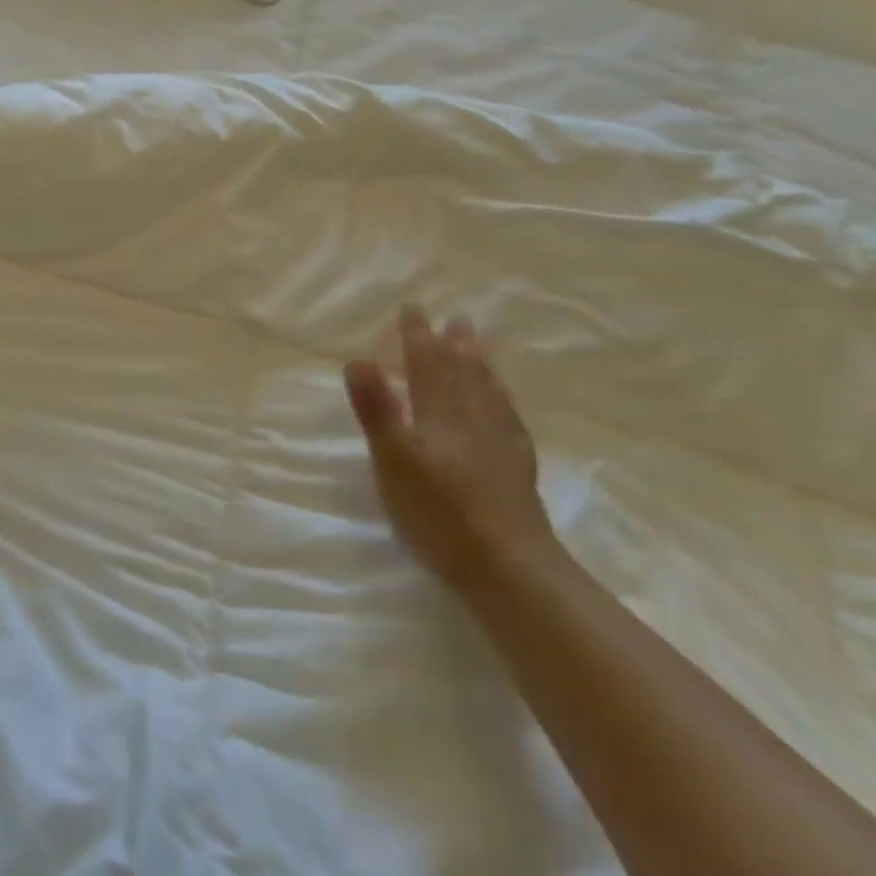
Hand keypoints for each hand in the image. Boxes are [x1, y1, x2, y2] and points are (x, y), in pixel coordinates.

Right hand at [345, 307, 553, 590]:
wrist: (508, 567)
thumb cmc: (439, 513)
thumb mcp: (393, 461)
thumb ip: (377, 410)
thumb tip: (358, 358)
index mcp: (440, 415)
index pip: (427, 366)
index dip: (417, 337)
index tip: (412, 309)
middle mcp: (473, 420)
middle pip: (464, 374)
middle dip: (455, 346)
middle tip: (456, 320)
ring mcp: (500, 445)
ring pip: (490, 394)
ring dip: (481, 368)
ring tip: (480, 350)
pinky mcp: (517, 470)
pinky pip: (509, 420)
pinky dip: (503, 403)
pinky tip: (504, 408)